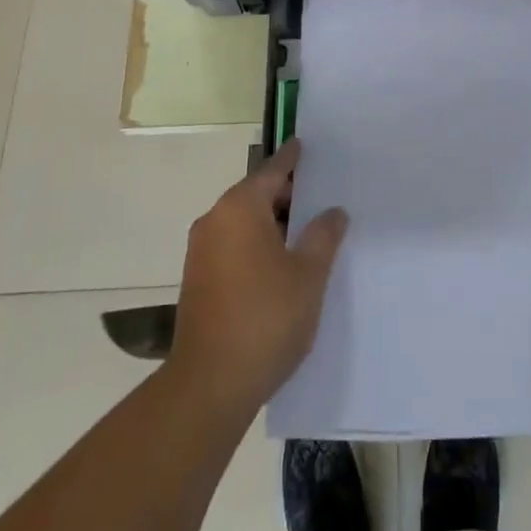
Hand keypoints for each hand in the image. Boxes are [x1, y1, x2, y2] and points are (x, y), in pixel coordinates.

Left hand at [167, 139, 348, 419]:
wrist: (209, 386)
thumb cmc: (265, 318)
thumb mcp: (308, 274)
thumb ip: (323, 235)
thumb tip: (333, 211)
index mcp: (240, 208)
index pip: (272, 170)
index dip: (293, 159)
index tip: (305, 145)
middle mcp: (214, 220)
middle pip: (255, 194)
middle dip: (286, 194)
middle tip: (320, 195)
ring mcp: (201, 252)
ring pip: (243, 222)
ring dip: (272, 223)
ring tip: (306, 230)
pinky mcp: (197, 280)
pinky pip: (233, 245)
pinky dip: (256, 243)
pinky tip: (281, 262)